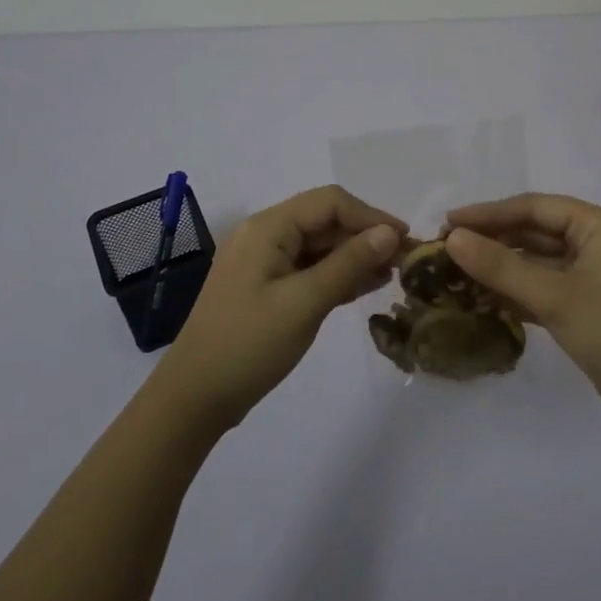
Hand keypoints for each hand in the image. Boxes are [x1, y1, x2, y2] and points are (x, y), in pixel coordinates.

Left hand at [154, 186, 406, 431]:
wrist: (194, 398)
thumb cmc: (249, 345)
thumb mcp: (305, 302)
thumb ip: (349, 263)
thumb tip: (389, 233)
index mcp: (268, 227)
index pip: (330, 202)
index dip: (371, 216)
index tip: (406, 240)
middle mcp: (264, 235)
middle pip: (325, 220)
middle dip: (366, 236)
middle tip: (405, 260)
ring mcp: (263, 263)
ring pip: (319, 246)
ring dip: (355, 256)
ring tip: (393, 274)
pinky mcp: (266, 288)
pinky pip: (308, 269)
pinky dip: (337, 274)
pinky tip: (367, 286)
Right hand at [445, 194, 600, 425]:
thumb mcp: (555, 296)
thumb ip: (501, 267)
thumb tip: (452, 239)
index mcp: (596, 224)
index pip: (532, 208)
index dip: (488, 213)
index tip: (447, 223)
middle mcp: (594, 241)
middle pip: (532, 232)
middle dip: (491, 240)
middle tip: (444, 250)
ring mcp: (590, 274)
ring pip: (535, 262)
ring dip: (499, 268)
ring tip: (454, 274)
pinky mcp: (585, 304)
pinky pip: (542, 287)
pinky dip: (514, 292)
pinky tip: (481, 299)